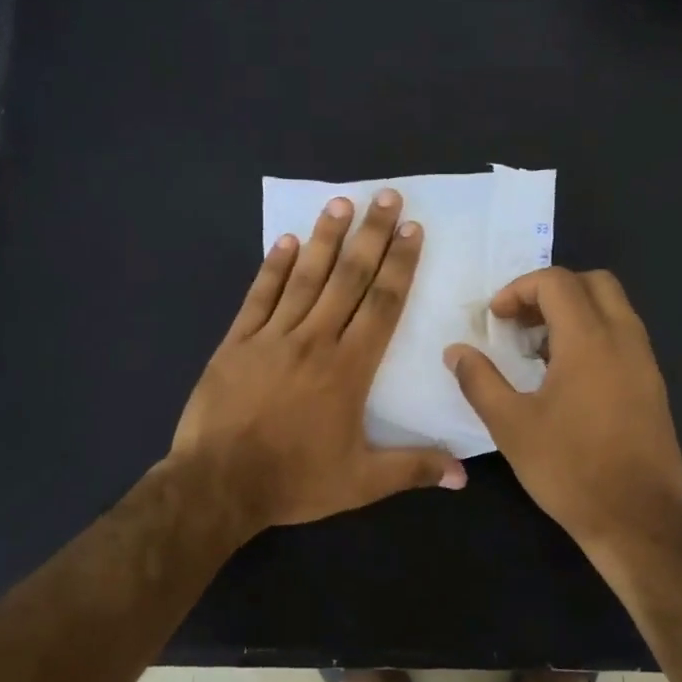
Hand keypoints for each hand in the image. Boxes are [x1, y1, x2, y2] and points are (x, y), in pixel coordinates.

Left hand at [172, 188, 465, 532]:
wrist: (217, 485)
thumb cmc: (294, 481)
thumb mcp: (361, 483)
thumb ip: (413, 469)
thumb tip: (464, 476)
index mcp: (348, 369)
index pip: (381, 305)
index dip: (400, 265)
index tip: (412, 230)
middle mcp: (314, 341)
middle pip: (348, 279)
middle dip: (371, 236)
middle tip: (386, 197)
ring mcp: (271, 337)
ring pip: (305, 278)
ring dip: (326, 239)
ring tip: (341, 203)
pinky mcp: (236, 342)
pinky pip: (259, 296)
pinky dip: (274, 267)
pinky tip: (287, 241)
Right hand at [445, 268, 681, 564]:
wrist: (635, 519)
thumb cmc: (568, 469)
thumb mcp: (510, 425)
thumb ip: (479, 380)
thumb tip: (456, 351)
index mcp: (589, 340)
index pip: (557, 282)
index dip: (519, 289)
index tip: (496, 319)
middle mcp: (624, 339)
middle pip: (594, 282)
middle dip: (552, 291)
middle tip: (521, 323)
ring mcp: (646, 363)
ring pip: (614, 309)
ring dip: (576, 313)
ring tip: (540, 351)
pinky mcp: (654, 386)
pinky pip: (625, 338)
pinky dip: (595, 336)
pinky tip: (569, 378)